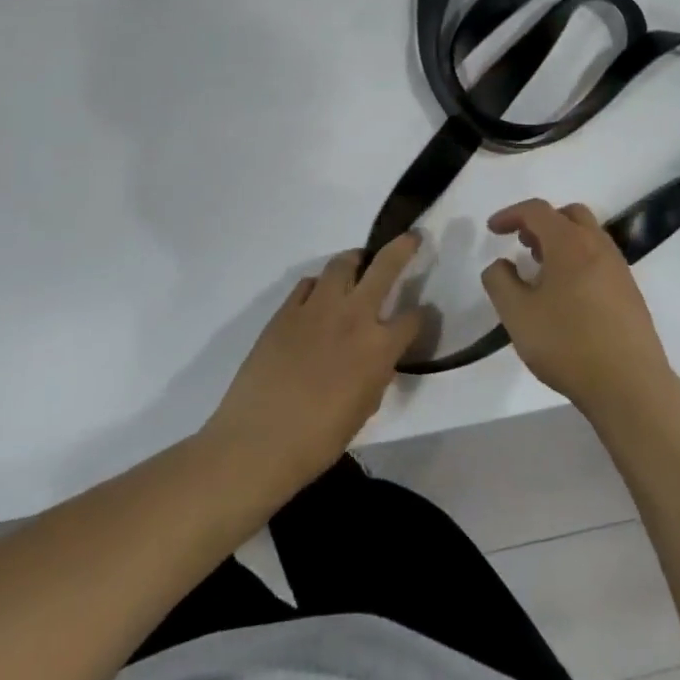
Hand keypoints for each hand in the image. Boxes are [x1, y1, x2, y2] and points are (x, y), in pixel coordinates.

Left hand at [204, 234, 424, 487]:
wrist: (259, 441)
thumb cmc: (318, 440)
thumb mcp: (364, 408)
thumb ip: (376, 374)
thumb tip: (376, 357)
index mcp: (379, 347)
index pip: (412, 319)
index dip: (420, 318)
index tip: (419, 317)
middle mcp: (353, 316)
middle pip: (385, 267)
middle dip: (402, 248)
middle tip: (409, 238)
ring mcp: (317, 308)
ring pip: (342, 264)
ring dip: (355, 261)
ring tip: (358, 266)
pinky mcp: (286, 310)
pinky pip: (308, 284)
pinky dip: (319, 286)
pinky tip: (318, 299)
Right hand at [481, 200, 678, 418]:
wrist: (630, 386)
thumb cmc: (568, 344)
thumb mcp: (517, 315)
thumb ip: (500, 281)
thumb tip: (500, 264)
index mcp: (569, 243)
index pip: (537, 210)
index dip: (511, 214)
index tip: (492, 230)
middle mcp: (598, 246)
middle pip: (569, 215)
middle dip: (542, 222)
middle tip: (523, 244)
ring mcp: (619, 268)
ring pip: (588, 236)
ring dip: (562, 241)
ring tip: (542, 271)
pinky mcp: (631, 292)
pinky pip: (600, 259)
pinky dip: (579, 260)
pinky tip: (567, 295)